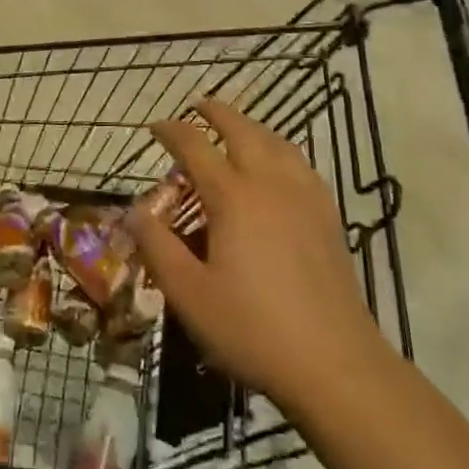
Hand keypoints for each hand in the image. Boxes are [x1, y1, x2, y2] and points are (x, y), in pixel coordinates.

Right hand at [129, 99, 382, 414]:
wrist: (333, 362)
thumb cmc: (253, 329)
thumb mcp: (189, 294)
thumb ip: (158, 247)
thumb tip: (134, 210)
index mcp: (233, 197)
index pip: (195, 147)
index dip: (172, 131)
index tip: (155, 127)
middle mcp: (270, 182)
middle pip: (242, 130)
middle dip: (216, 113)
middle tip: (198, 107)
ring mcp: (304, 196)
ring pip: (276, 141)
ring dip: (251, 126)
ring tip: (236, 128)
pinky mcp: (327, 215)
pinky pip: (300, 163)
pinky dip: (280, 149)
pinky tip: (279, 166)